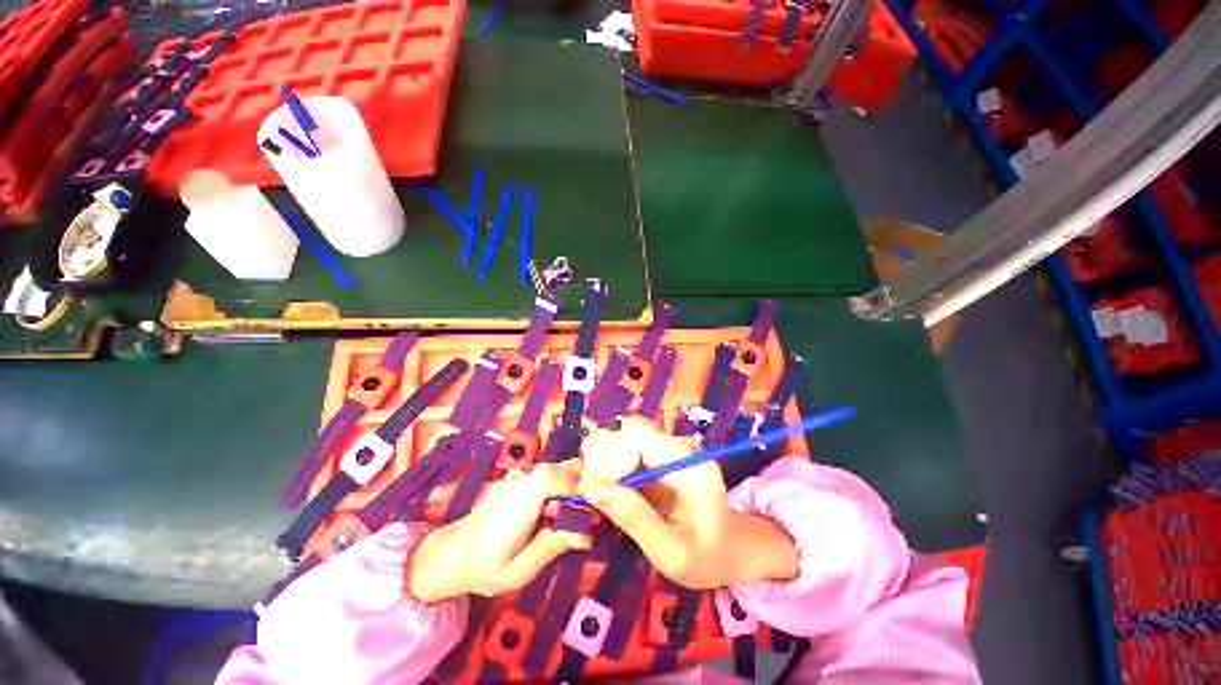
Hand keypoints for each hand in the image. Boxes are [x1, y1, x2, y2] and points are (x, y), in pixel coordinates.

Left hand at [406, 462, 590, 602]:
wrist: (452, 553)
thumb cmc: (484, 568)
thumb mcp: (519, 571)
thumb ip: (552, 546)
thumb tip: (588, 533)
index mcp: (515, 505)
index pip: (549, 476)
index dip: (574, 485)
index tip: (588, 508)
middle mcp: (517, 482)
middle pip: (559, 468)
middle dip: (581, 485)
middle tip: (586, 513)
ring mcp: (517, 475)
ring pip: (556, 468)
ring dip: (572, 486)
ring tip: (573, 514)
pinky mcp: (519, 476)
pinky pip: (548, 474)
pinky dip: (561, 485)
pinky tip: (557, 508)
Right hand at [581, 418, 798, 588]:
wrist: (732, 550)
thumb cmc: (707, 557)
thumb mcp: (672, 552)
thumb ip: (633, 518)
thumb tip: (590, 488)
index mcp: (687, 465)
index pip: (640, 437)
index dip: (613, 459)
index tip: (598, 491)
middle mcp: (676, 448)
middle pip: (628, 430)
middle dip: (602, 456)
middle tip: (591, 492)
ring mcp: (667, 452)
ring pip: (622, 438)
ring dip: (602, 461)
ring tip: (596, 493)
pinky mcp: (657, 461)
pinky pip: (625, 453)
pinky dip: (608, 469)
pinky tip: (605, 492)